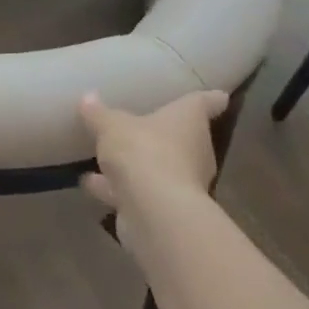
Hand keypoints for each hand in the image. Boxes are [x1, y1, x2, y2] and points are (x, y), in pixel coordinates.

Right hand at [79, 89, 229, 223]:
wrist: (154, 212)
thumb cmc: (142, 150)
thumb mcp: (112, 125)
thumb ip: (99, 113)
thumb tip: (88, 96)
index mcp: (189, 120)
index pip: (204, 103)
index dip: (211, 99)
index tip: (220, 96)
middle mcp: (192, 150)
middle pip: (183, 138)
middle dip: (165, 136)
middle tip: (146, 126)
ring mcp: (181, 183)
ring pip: (159, 168)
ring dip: (137, 166)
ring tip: (108, 158)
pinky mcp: (164, 211)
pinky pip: (139, 193)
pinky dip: (118, 189)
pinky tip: (92, 185)